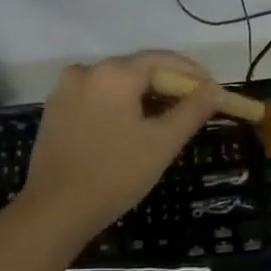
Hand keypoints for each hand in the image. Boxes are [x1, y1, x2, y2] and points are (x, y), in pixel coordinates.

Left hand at [19, 51, 227, 239]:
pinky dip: (119, 107)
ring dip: (144, 97)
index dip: (192, 74)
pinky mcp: (55, 111)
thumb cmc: (116, 174)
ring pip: (116, 85)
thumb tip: (215, 89)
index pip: (162, 60)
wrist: (55, 210)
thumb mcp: (163, 142)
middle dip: (168, 86)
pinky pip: (96, 98)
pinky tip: (131, 129)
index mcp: (114, 73)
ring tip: (166, 121)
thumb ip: (193, 110)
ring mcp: (65, 90)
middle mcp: (86, 71)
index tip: (213, 92)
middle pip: (138, 70)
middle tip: (195, 109)